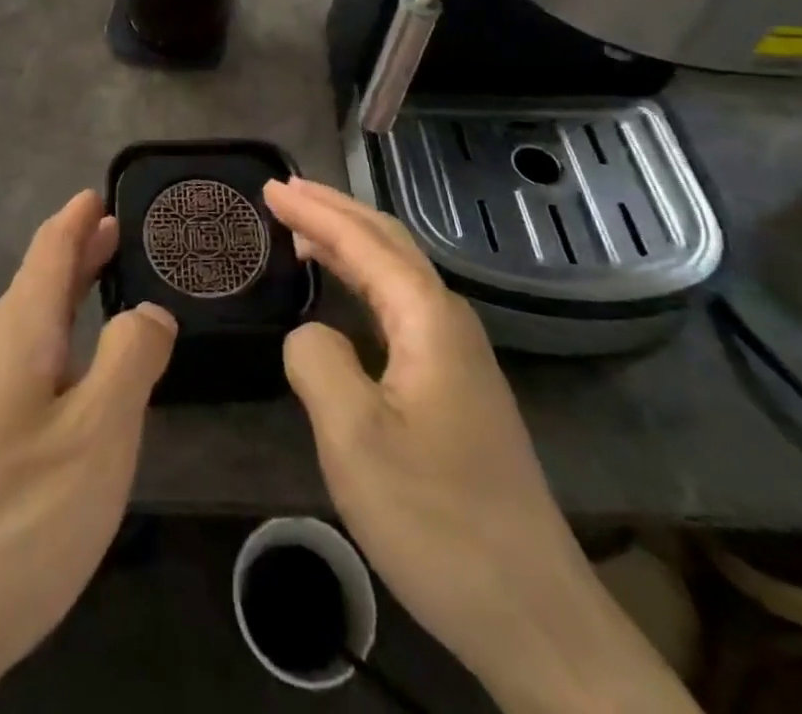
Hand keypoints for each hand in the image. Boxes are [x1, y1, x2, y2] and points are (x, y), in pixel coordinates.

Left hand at [0, 191, 175, 713]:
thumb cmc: (21, 514)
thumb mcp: (99, 432)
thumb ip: (131, 358)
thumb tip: (149, 312)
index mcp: (20, 334)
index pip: (49, 253)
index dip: (75, 220)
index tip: (98, 193)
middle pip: (38, 282)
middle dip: (76, 251)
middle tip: (114, 230)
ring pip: (29, 322)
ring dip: (66, 292)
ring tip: (100, 283)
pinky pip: (25, 360)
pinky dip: (57, 337)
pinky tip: (72, 370)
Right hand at [267, 179, 697, 713]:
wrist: (532, 614)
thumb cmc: (436, 519)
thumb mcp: (353, 438)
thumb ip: (317, 360)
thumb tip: (310, 332)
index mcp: (428, 320)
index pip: (362, 242)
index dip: (313, 212)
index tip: (269, 188)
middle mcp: (449, 322)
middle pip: (388, 242)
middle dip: (334, 210)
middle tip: (283, 191)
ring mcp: (458, 356)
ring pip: (396, 272)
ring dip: (348, 241)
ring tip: (302, 228)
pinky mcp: (456, 388)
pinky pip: (399, 306)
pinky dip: (362, 280)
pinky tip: (343, 294)